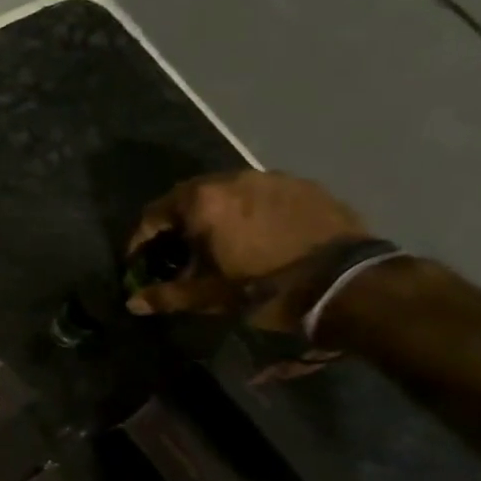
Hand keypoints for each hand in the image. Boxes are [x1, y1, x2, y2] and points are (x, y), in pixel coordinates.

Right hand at [126, 170, 372, 333]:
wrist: (348, 283)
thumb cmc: (266, 289)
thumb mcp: (211, 297)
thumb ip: (167, 295)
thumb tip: (132, 302)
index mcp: (202, 202)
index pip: (153, 214)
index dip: (141, 240)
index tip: (139, 261)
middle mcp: (231, 179)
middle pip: (189, 198)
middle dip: (178, 224)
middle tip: (179, 252)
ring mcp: (270, 178)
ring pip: (227, 193)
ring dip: (215, 215)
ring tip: (220, 243)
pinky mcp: (302, 185)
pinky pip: (261, 195)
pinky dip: (249, 212)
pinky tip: (258, 236)